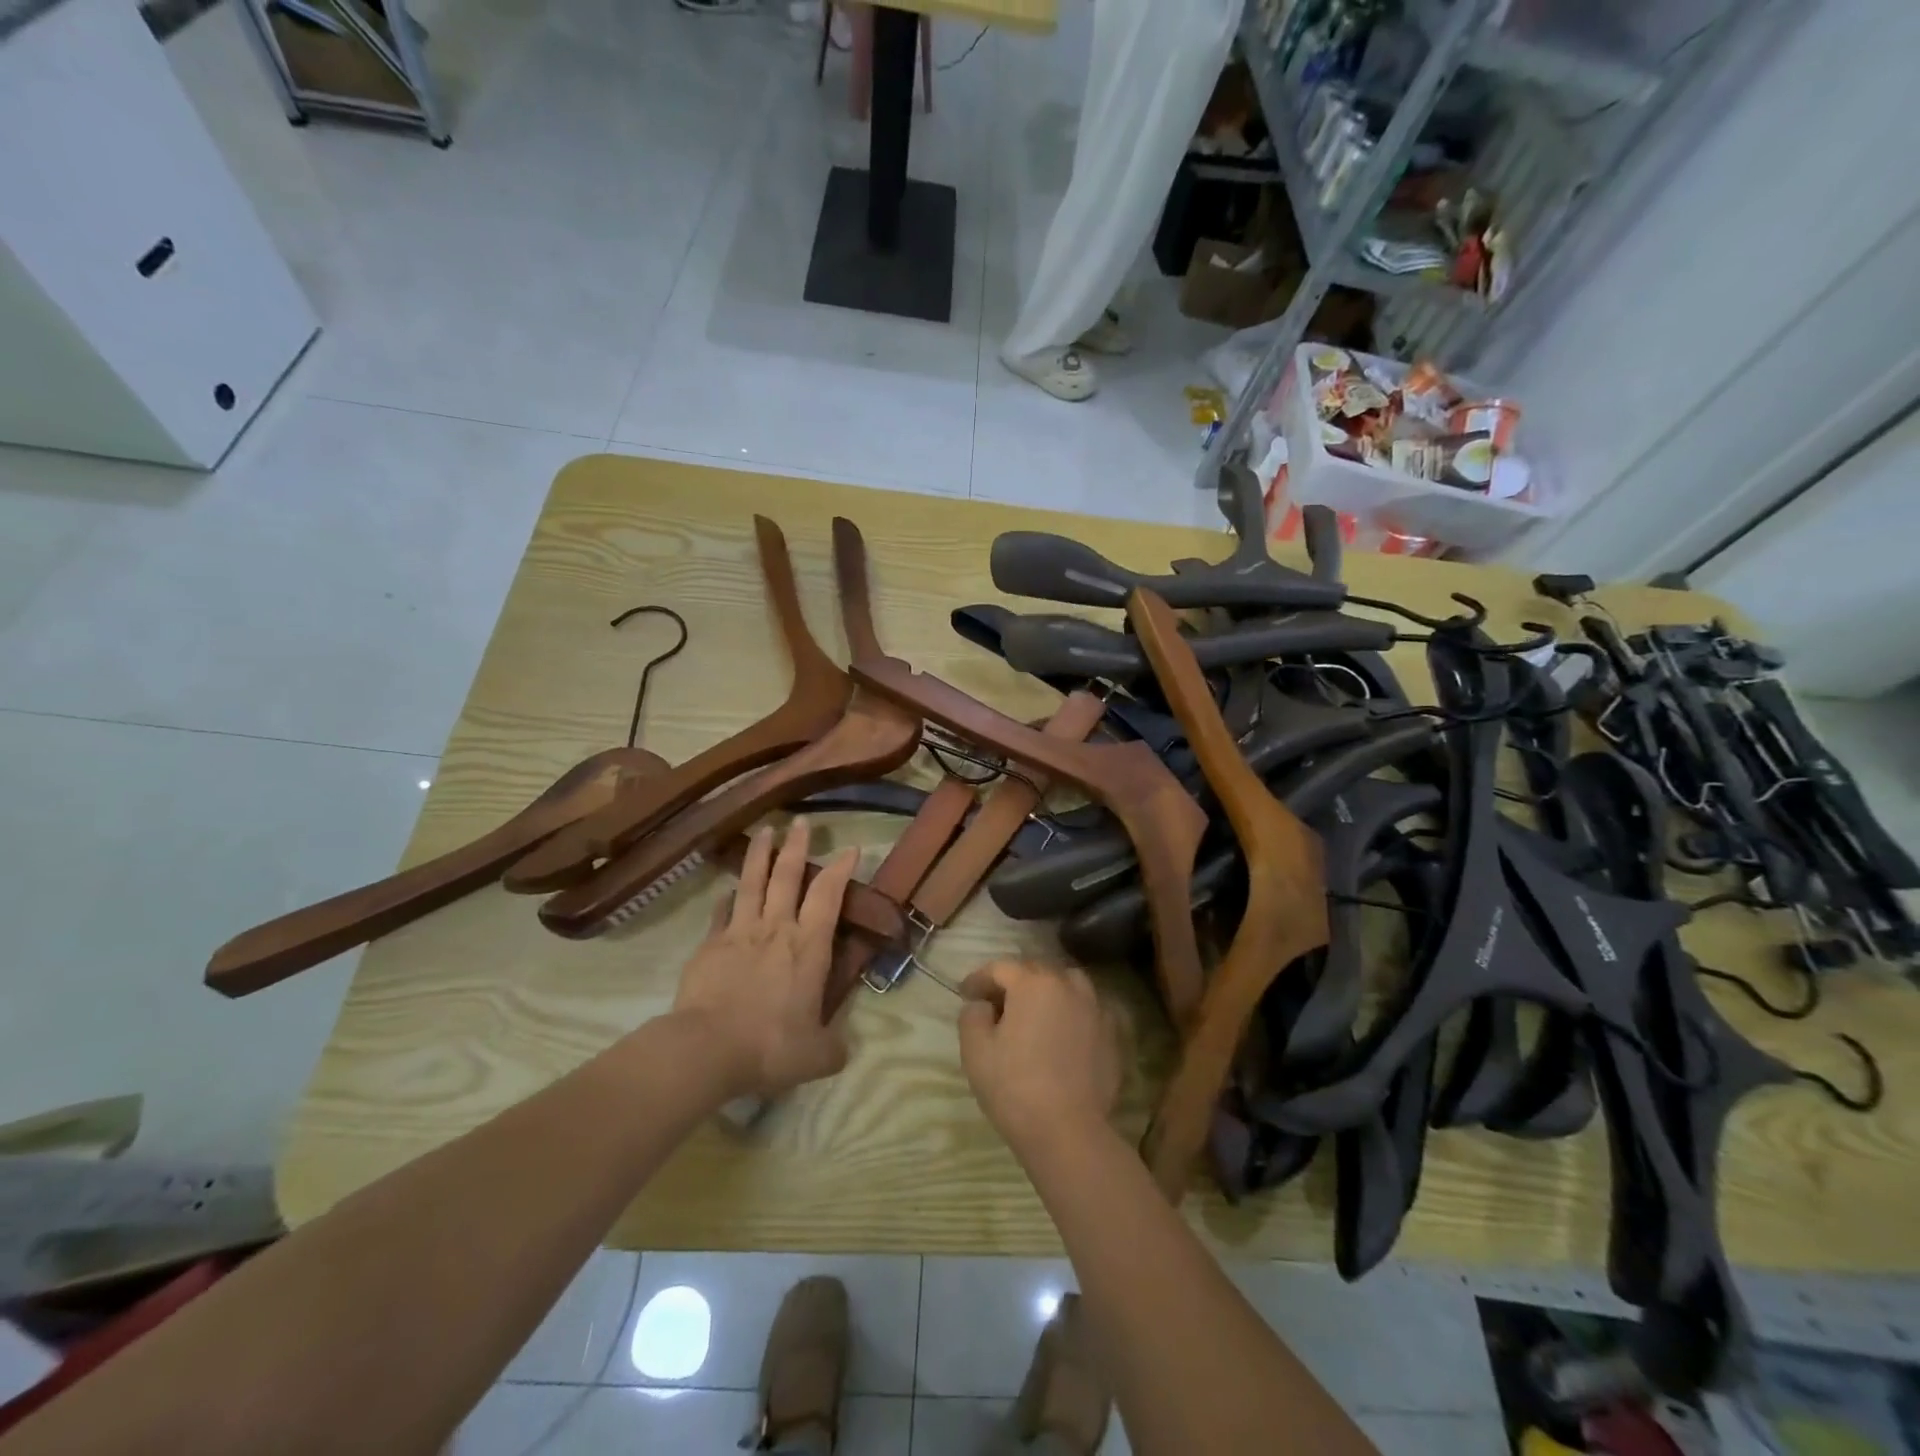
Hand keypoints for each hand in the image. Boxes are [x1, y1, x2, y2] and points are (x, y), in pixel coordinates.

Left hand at [672, 819, 859, 1099]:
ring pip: (752, 882)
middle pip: (788, 876)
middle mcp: (777, 929)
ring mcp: (739, 932)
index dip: (841, 869)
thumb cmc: (770, 1046)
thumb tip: (841, 1049)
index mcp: (808, 947)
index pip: (828, 895)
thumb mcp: (816, 1055)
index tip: (849, 847)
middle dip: (797, 846)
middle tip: (801, 822)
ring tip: (764, 831)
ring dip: (760, 855)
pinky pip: (721, 912)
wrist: (707, 1048)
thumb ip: (832, 1047)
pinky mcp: (709, 945)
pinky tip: (727, 891)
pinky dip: (727, 898)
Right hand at [957, 960, 1121, 1154]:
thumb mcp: (975, 1050)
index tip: (966, 994)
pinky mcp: (1112, 1035)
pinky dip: (1075, 1011)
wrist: (1068, 1131)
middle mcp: (1067, 986)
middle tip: (996, 1003)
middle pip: (1036, 970)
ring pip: (1068, 983)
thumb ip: (973, 1016)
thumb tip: (983, 1005)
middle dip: (1014, 981)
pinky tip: (1066, 1030)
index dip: (979, 978)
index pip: (1001, 968)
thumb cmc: (1014, 1087)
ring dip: (1049, 989)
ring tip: (1036, 1011)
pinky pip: (1090, 1010)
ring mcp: (1095, 1009)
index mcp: (1033, 983)